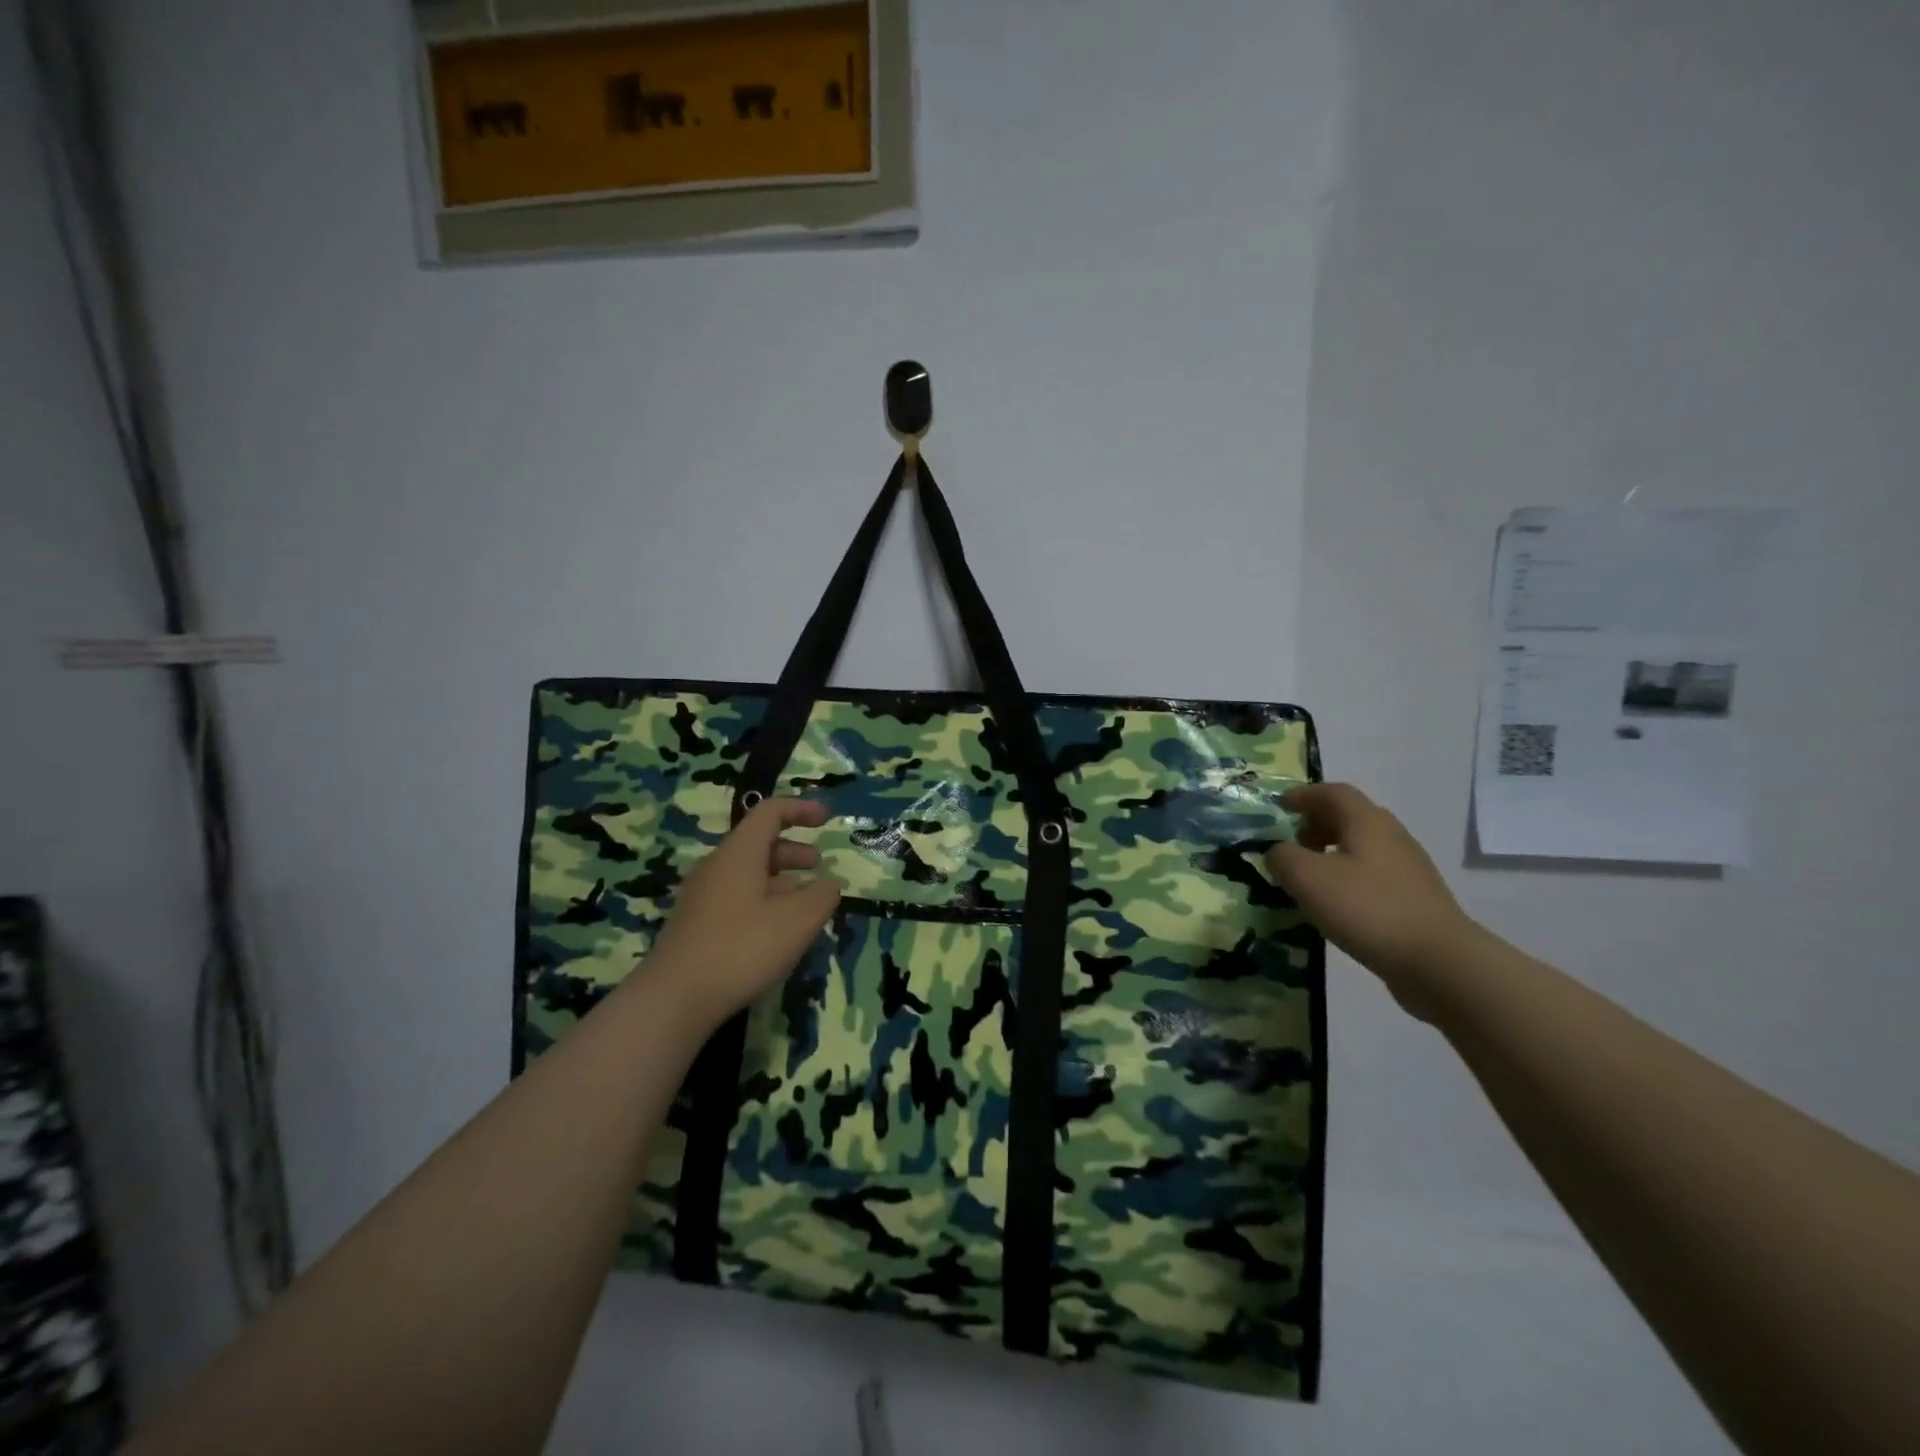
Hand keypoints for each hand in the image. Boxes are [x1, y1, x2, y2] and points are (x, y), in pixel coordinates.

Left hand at [639, 798, 841, 1032]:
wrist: (674, 998)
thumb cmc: (742, 948)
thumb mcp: (798, 921)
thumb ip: (822, 895)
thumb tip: (829, 883)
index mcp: (739, 853)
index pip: (771, 812)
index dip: (801, 809)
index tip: (827, 819)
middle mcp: (716, 865)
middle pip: (758, 842)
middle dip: (793, 849)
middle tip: (818, 865)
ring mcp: (701, 895)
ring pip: (747, 872)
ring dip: (780, 878)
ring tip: (803, 902)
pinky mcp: (695, 922)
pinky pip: (735, 896)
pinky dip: (762, 899)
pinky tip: (774, 930)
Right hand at [1265, 783, 1481, 1015]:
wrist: (1439, 962)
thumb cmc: (1367, 909)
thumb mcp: (1307, 878)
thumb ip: (1282, 858)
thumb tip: (1278, 853)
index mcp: (1367, 821)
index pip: (1333, 792)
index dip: (1303, 796)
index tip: (1279, 808)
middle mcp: (1391, 836)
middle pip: (1350, 817)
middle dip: (1316, 824)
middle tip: (1291, 845)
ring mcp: (1408, 868)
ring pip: (1362, 847)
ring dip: (1331, 853)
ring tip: (1308, 878)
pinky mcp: (1415, 899)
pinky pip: (1373, 875)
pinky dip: (1348, 878)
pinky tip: (1335, 905)